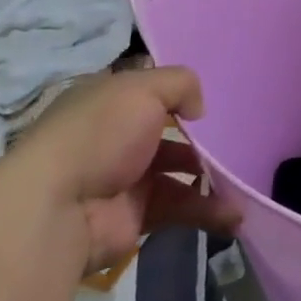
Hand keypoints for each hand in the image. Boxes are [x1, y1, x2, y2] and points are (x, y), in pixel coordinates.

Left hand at [3, 67, 239, 271]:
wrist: (58, 209)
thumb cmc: (99, 134)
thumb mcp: (141, 89)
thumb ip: (180, 84)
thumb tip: (198, 109)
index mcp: (107, 102)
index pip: (146, 92)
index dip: (177, 93)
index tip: (211, 100)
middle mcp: (114, 138)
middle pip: (167, 133)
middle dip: (202, 140)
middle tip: (236, 142)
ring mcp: (124, 179)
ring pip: (178, 173)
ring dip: (212, 177)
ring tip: (243, 182)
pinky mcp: (136, 216)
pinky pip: (180, 209)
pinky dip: (208, 211)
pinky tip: (234, 214)